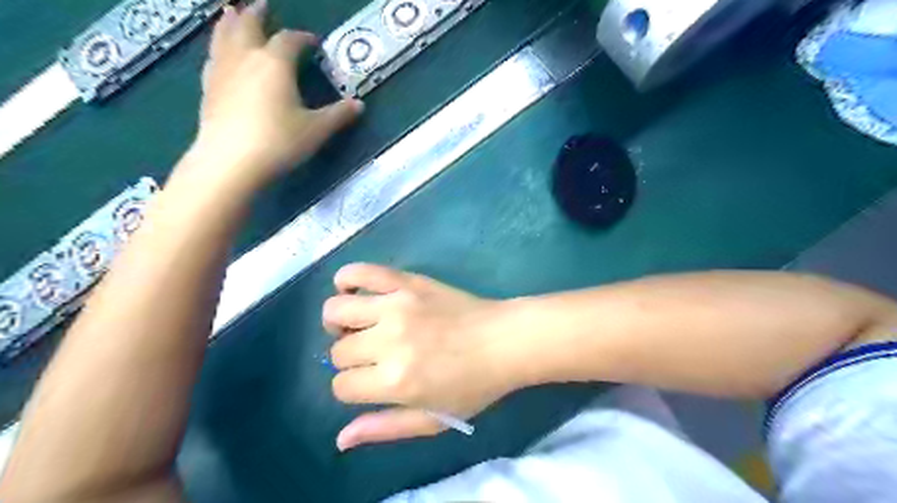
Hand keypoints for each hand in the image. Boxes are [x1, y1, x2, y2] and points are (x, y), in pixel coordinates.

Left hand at [187, 0, 361, 187]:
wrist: (231, 161)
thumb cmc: (279, 142)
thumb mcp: (316, 130)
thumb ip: (338, 115)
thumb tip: (359, 105)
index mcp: (275, 63)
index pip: (290, 40)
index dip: (303, 38)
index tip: (313, 41)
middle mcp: (246, 58)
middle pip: (248, 25)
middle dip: (257, 14)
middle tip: (263, 4)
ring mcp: (223, 71)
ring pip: (224, 36)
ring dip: (230, 22)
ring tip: (231, 13)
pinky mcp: (208, 88)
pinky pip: (212, 57)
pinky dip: (218, 46)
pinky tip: (218, 53)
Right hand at [327, 265, 514, 448]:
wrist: (504, 341)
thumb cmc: (474, 385)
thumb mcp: (433, 420)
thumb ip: (385, 429)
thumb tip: (341, 439)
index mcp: (395, 381)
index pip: (341, 385)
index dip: (352, 388)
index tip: (371, 383)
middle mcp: (388, 341)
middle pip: (338, 350)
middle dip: (350, 359)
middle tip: (374, 356)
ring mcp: (396, 306)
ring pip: (336, 310)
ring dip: (339, 323)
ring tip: (359, 326)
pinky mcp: (406, 282)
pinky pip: (359, 271)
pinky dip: (347, 280)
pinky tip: (357, 293)